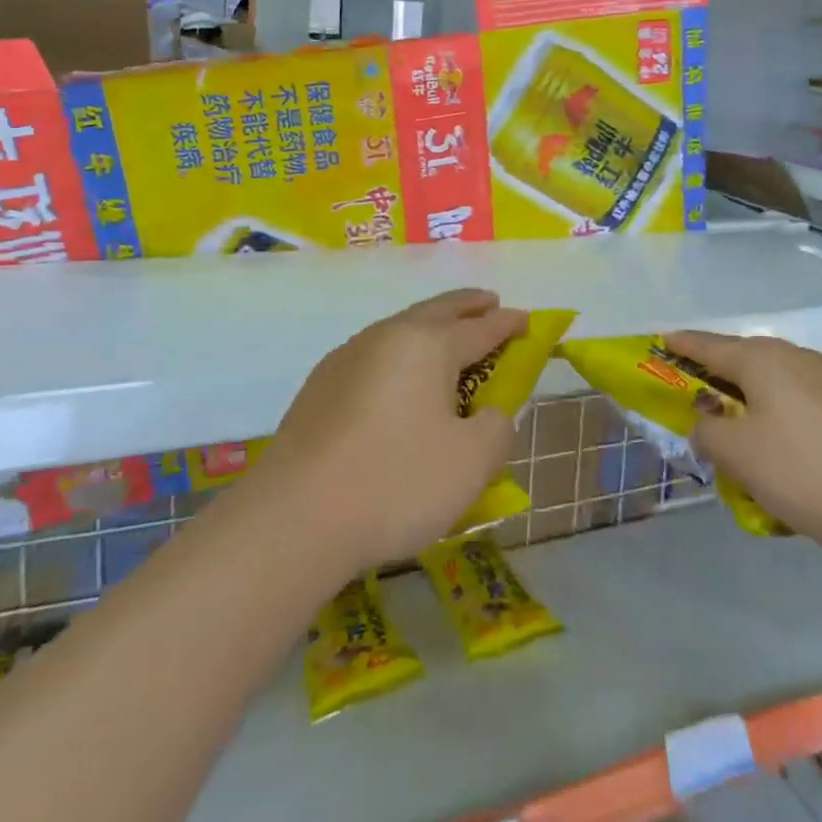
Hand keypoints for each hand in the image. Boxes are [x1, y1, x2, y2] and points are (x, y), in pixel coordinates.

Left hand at [260, 289, 526, 575]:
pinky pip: (374, 356)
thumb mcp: (473, 462)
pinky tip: (398, 380)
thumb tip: (488, 413)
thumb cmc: (397, 482)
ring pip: (399, 330)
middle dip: (467, 305)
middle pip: (436, 311)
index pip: (480, 328)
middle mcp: (386, 338)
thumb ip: (496, 428)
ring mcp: (346, 359)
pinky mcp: (319, 387)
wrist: (294, 519)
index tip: (527, 320)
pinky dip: (400, 355)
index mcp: (427, 345)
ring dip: (429, 327)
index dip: (508, 324)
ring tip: (446, 339)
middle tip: (488, 302)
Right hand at [665, 331, 821, 553]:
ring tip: (742, 451)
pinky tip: (789, 472)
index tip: (660, 341)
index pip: (709, 344)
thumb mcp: (739, 454)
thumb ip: (708, 432)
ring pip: (777, 393)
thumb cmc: (808, 471)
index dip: (682, 344)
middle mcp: (799, 361)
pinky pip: (804, 416)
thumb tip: (706, 425)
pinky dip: (784, 434)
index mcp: (764, 359)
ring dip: (753, 414)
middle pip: (745, 364)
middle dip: (718, 384)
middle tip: (697, 408)